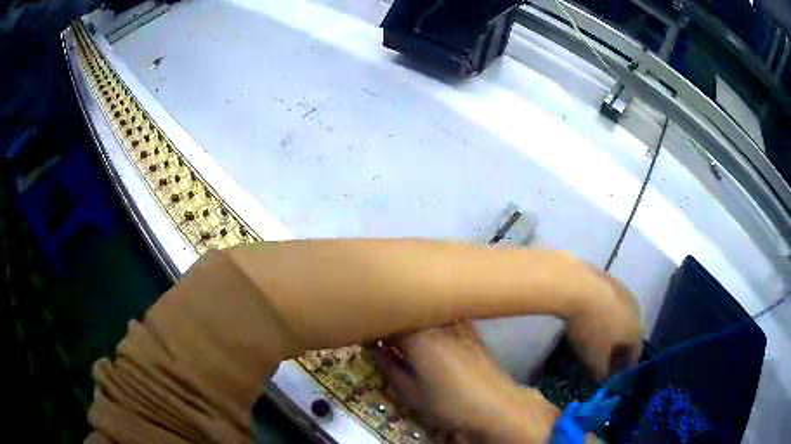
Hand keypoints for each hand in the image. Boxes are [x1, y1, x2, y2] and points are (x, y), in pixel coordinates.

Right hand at [371, 320, 558, 442]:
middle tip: (381, 337)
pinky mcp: (469, 327)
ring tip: (403, 337)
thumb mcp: (410, 392)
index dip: (372, 324)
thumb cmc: (449, 403)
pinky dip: (429, 321)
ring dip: (410, 318)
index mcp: (417, 334)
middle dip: (391, 319)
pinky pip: (441, 315)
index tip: (364, 333)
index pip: (387, 317)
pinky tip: (429, 337)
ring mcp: (456, 320)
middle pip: (406, 309)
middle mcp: (437, 320)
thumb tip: (372, 349)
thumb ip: (388, 366)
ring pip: (424, 310)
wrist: (496, 405)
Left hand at [566, 264, 642, 380]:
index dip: (624, 367)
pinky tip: (585, 320)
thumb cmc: (592, 328)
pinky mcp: (608, 280)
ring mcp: (623, 292)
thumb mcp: (594, 358)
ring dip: (608, 331)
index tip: (613, 376)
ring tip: (592, 340)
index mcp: (636, 330)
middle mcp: (635, 310)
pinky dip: (599, 315)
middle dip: (616, 349)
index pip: (635, 353)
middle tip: (602, 359)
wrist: (579, 285)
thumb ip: (600, 372)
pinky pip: (606, 305)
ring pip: (618, 318)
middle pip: (628, 335)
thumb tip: (602, 378)